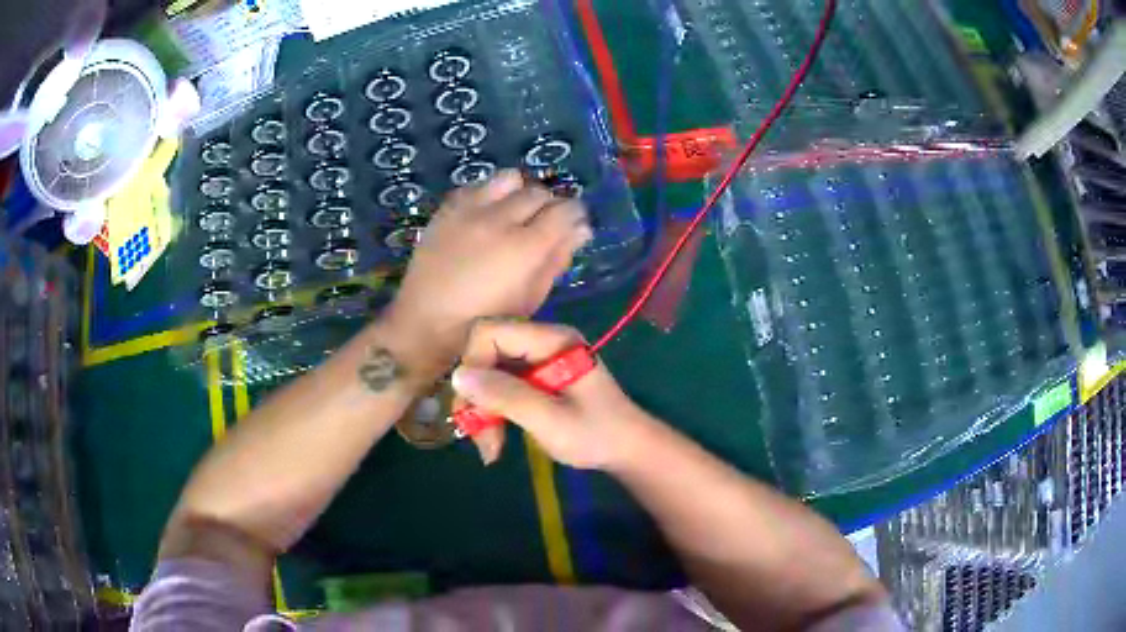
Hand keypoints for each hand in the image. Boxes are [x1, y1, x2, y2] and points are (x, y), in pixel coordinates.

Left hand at [385, 171, 591, 382]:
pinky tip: (486, 215)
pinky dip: (490, 194)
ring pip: (509, 179)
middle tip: (543, 225)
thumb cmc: (486, 321)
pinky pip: (478, 185)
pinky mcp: (447, 208)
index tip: (574, 225)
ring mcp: (470, 210)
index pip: (566, 210)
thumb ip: (557, 259)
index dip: (576, 215)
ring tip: (514, 213)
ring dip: (519, 193)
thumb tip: (581, 230)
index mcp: (525, 247)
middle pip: (539, 192)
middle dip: (549, 205)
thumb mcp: (531, 299)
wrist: (426, 321)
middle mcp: (500, 219)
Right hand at [450, 320, 648, 467]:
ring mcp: (539, 358)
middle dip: (475, 394)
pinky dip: (493, 410)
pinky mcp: (536, 376)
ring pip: (489, 370)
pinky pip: (501, 383)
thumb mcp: (550, 421)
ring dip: (482, 408)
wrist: (628, 449)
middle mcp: (542, 340)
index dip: (473, 365)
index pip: (490, 332)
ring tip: (489, 446)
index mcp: (551, 340)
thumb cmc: (595, 435)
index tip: (475, 407)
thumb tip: (459, 375)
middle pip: (486, 351)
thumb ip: (506, 396)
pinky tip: (496, 438)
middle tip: (477, 435)